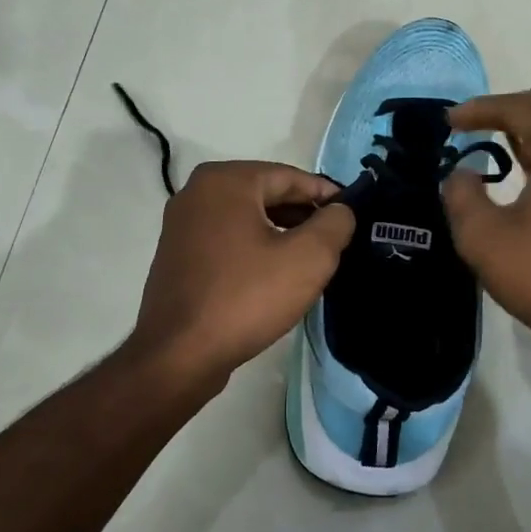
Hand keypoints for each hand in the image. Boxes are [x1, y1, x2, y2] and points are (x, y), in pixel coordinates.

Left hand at [130, 161, 354, 387]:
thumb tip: (341, 211)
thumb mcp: (308, 258)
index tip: (353, 215)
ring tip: (312, 259)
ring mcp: (182, 225)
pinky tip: (275, 275)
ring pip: (246, 218)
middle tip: (336, 240)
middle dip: (303, 214)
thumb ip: (334, 224)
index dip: (327, 195)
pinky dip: (254, 248)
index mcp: (225, 181)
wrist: (179, 355)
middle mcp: (197, 192)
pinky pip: (227, 240)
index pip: (290, 176)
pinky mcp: (177, 255)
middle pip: (266, 194)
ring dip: (281, 233)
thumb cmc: (246, 297)